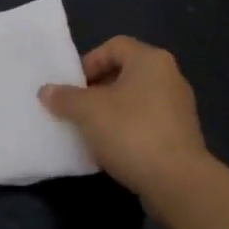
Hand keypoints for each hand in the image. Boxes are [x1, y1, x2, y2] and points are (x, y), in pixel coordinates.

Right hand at [39, 37, 210, 198]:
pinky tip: (113, 150)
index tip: (73, 87)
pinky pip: (148, 123)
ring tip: (92, 131)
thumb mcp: (88, 111)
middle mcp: (169, 76)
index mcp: (150, 60)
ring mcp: (179, 107)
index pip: (114, 46)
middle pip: (125, 73)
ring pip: (136, 100)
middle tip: (78, 109)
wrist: (177, 182)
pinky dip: (129, 130)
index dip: (89, 62)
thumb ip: (64, 98)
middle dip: (98, 90)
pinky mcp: (182, 136)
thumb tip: (46, 91)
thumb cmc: (131, 132)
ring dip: (112, 112)